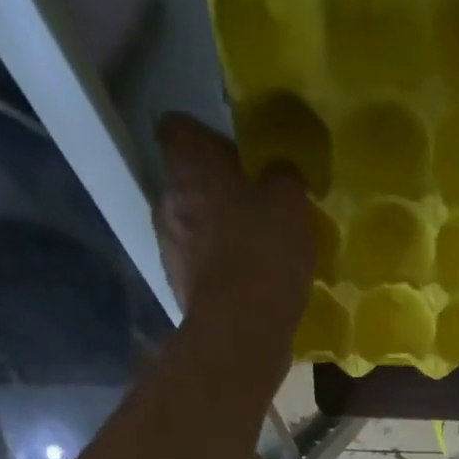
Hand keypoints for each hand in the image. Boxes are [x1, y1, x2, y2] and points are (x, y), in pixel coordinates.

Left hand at [153, 111, 314, 337]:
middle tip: (259, 212)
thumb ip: (284, 177)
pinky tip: (251, 288)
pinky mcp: (180, 289)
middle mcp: (167, 199)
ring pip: (194, 228)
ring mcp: (168, 248)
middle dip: (219, 194)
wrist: (241, 331)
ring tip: (258, 256)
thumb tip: (279, 170)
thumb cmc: (264, 253)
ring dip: (220, 236)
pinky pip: (202, 268)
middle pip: (189, 183)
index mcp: (189, 167)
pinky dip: (221, 273)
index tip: (239, 160)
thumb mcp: (292, 205)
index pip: (179, 128)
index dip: (207, 139)